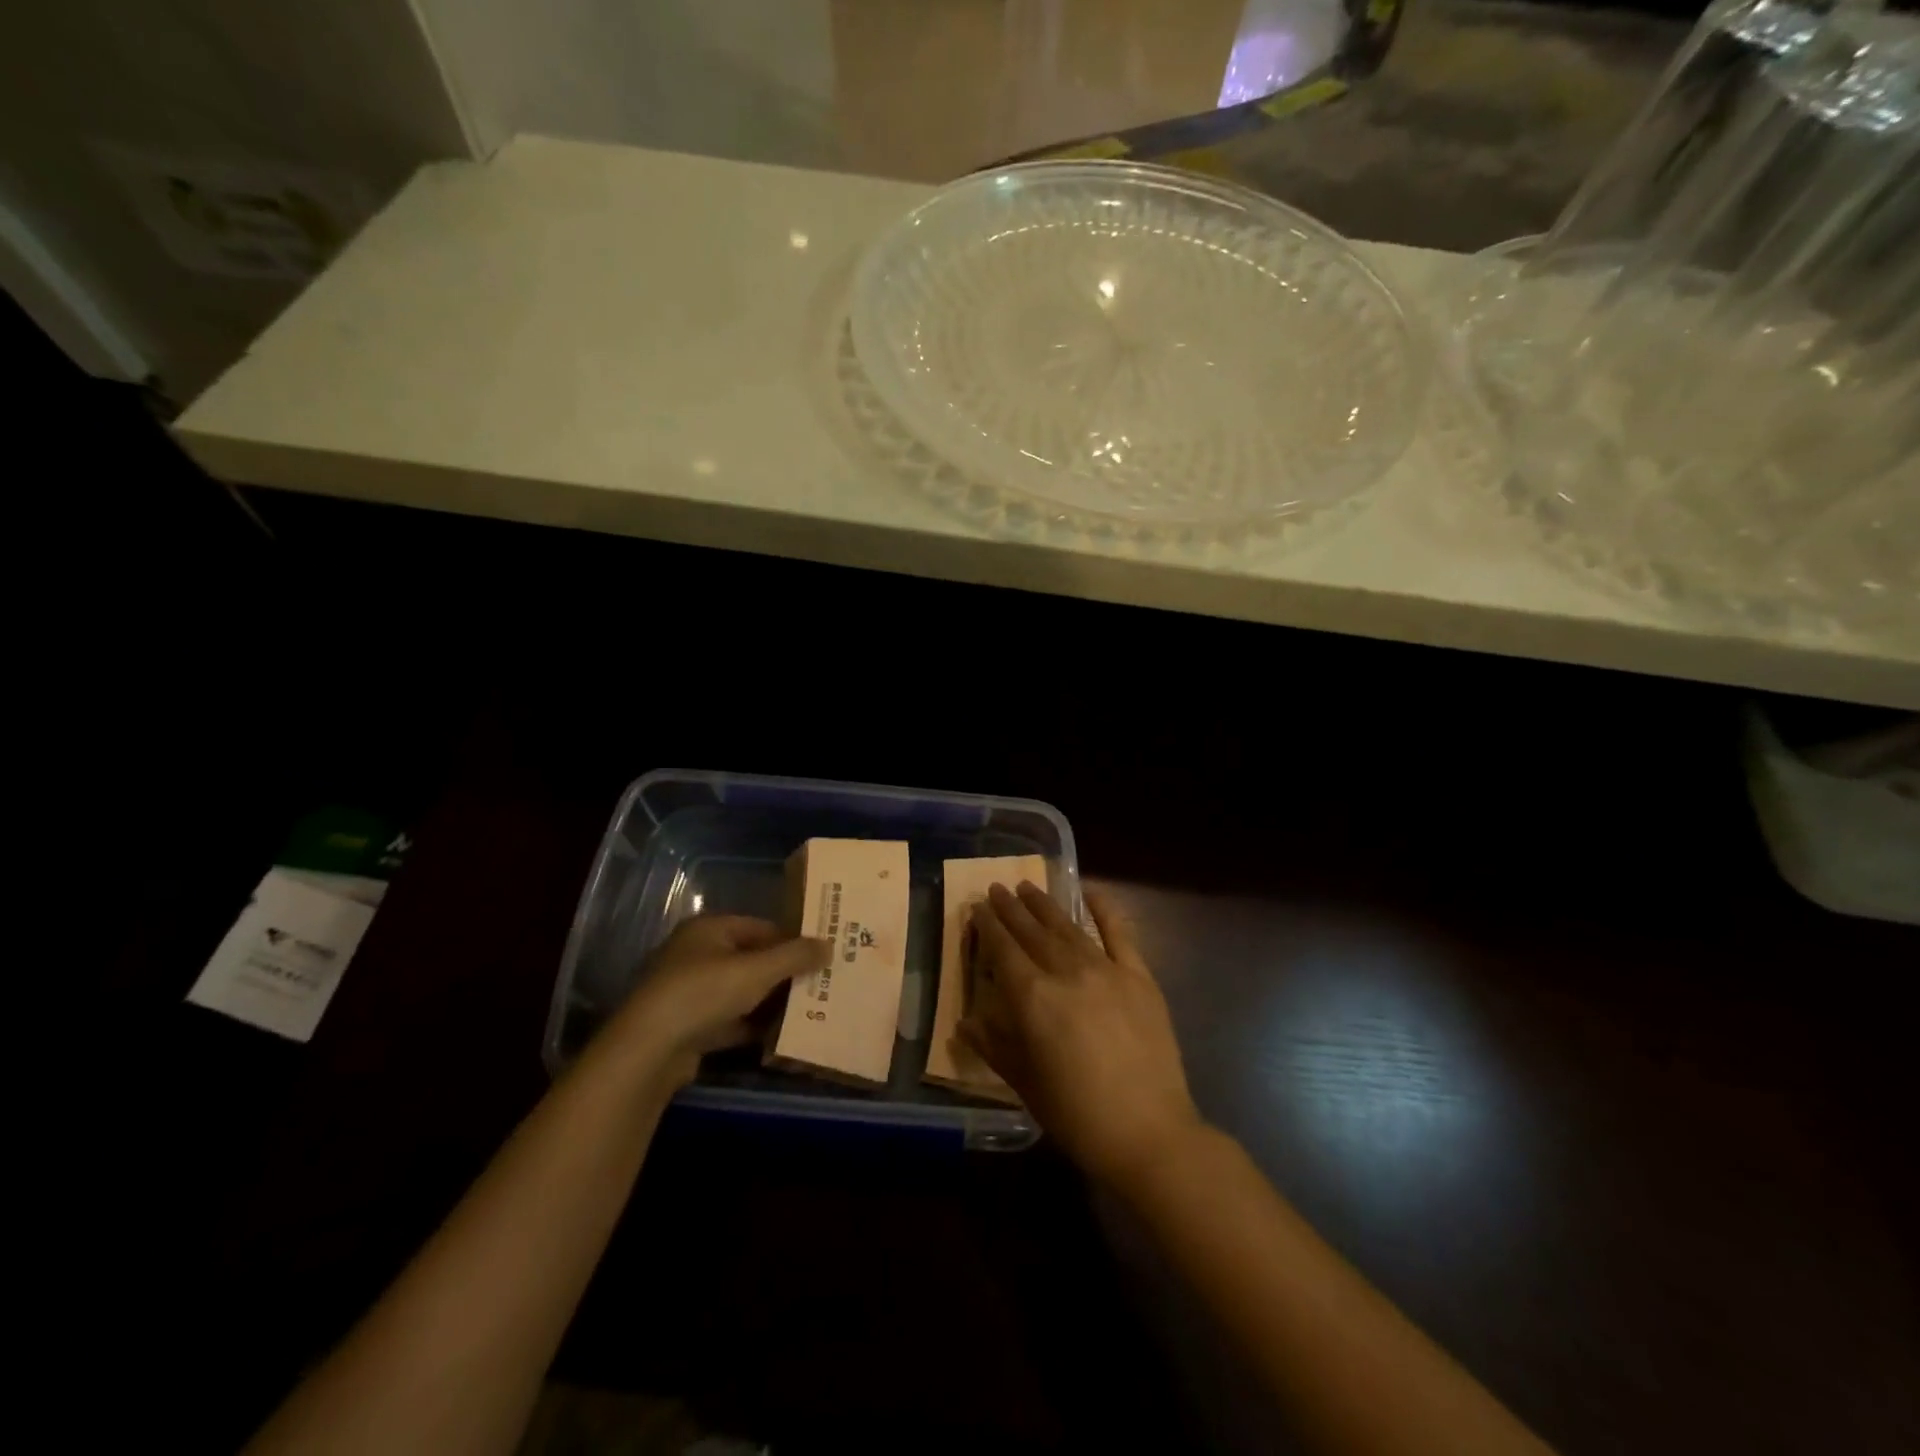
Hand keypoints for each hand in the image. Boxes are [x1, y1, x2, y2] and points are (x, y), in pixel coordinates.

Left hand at [611, 915, 827, 1087]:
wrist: (648, 1051)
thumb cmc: (704, 993)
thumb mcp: (757, 970)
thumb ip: (795, 956)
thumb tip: (829, 945)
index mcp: (709, 929)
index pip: (761, 927)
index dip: (792, 940)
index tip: (820, 957)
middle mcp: (696, 954)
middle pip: (751, 959)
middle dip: (783, 973)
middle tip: (819, 984)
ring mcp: (689, 991)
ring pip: (740, 991)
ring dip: (768, 1001)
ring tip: (806, 1010)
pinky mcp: (686, 1025)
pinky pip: (728, 1019)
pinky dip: (750, 1026)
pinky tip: (777, 1036)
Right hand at [960, 884, 1203, 1188]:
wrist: (1149, 1133)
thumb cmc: (1077, 1114)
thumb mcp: (1024, 1083)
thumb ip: (994, 1046)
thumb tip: (965, 1022)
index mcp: (1033, 998)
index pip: (1003, 951)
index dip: (989, 927)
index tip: (978, 907)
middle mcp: (1066, 972)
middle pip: (1032, 932)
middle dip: (1011, 909)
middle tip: (997, 888)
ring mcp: (1106, 970)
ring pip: (1068, 927)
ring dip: (1045, 905)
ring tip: (1027, 887)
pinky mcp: (1138, 976)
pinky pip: (1119, 933)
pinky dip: (1105, 908)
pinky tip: (1090, 891)